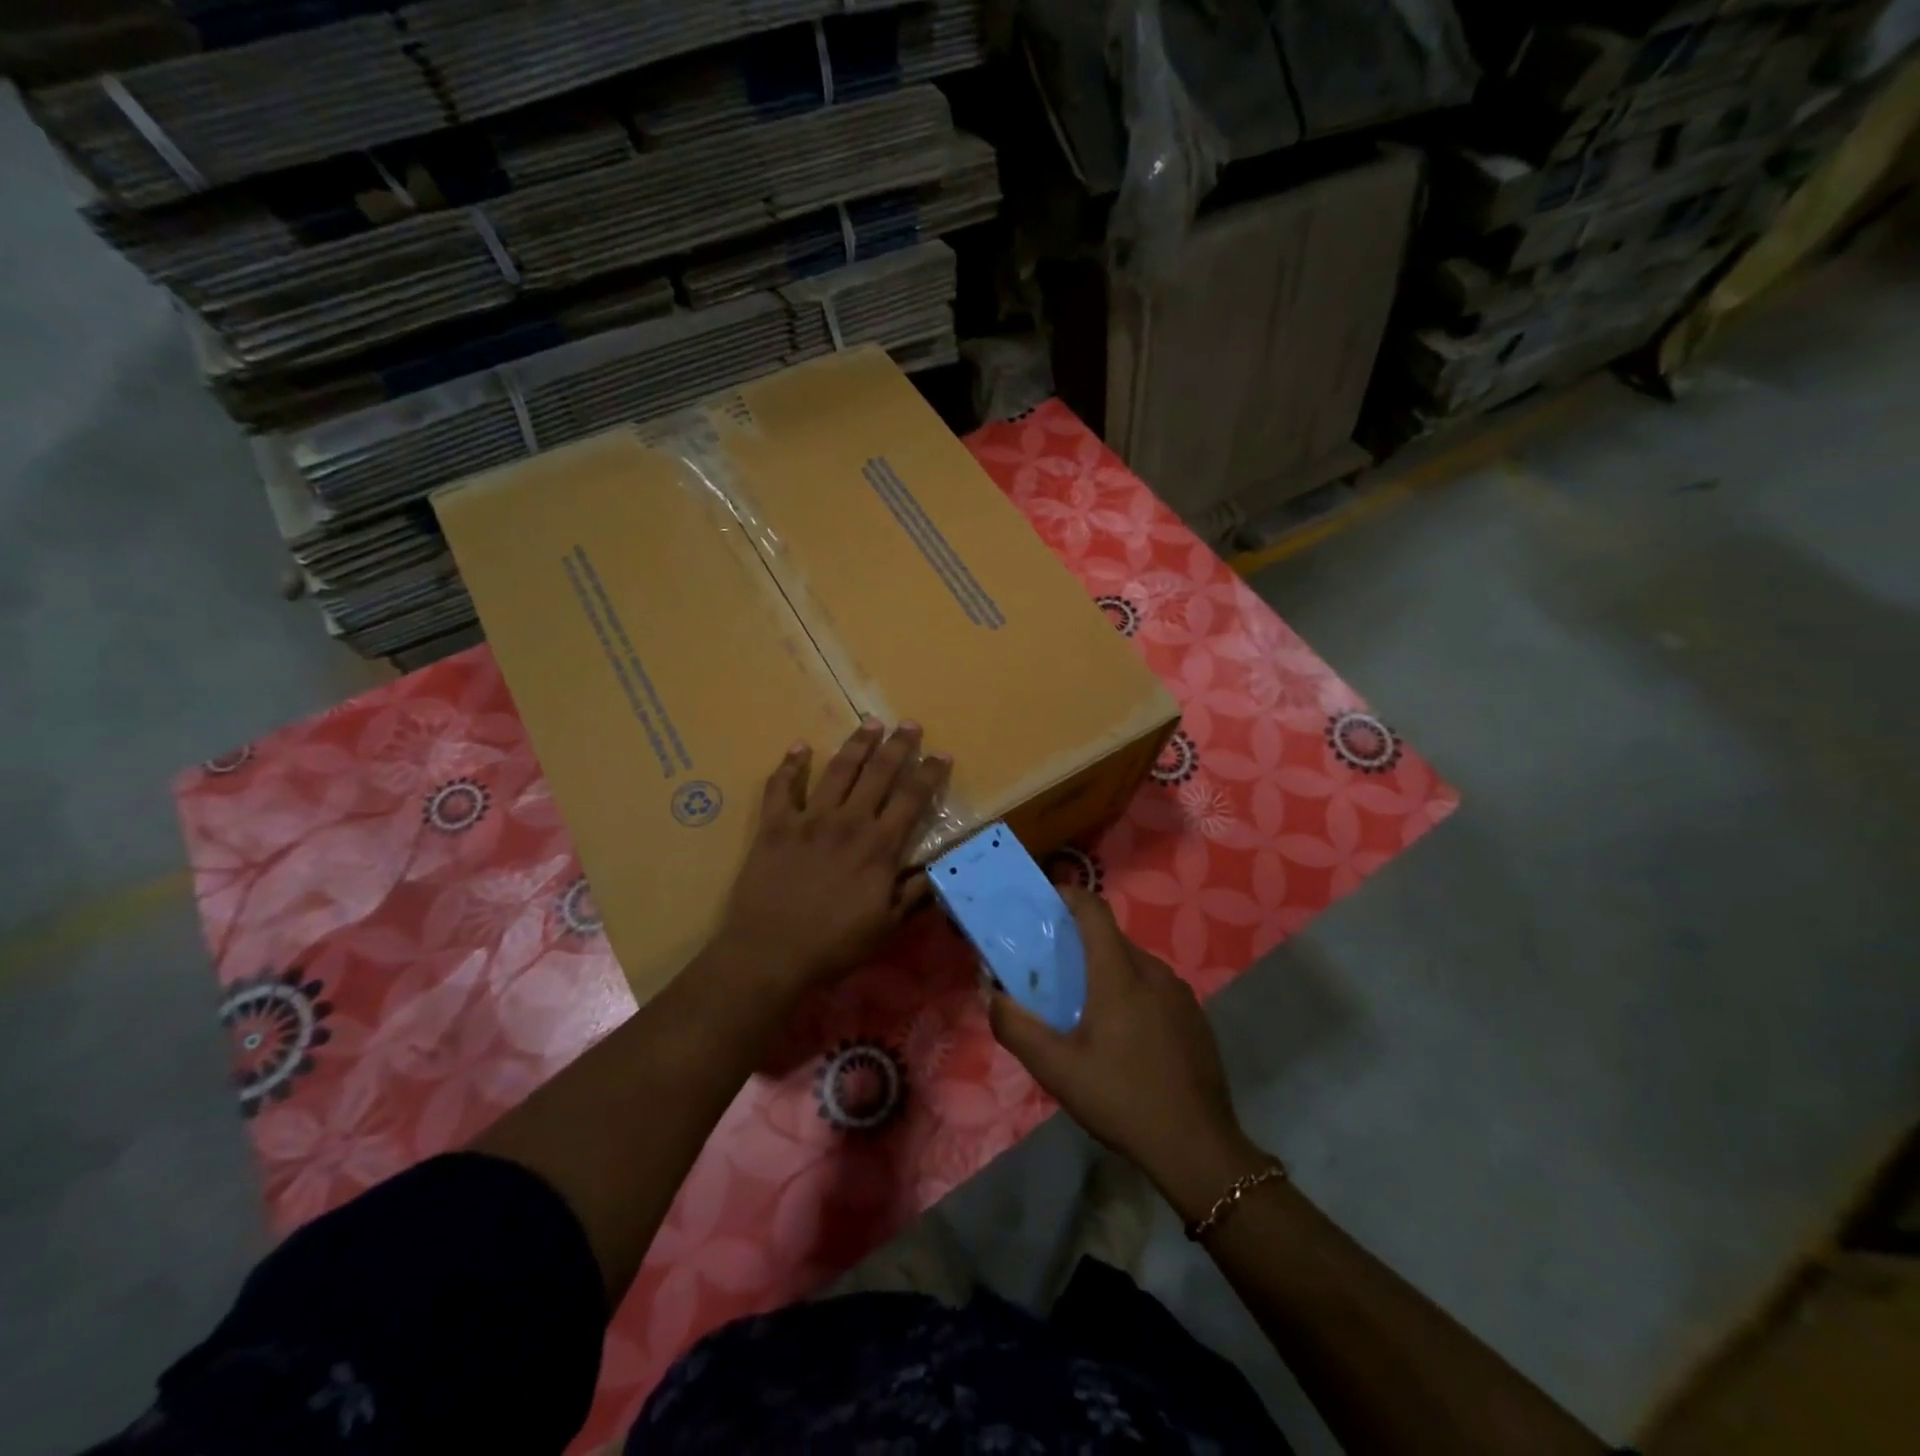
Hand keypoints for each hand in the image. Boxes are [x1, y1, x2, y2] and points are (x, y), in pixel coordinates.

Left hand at [715, 718, 949, 996]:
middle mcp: (848, 822)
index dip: (929, 773)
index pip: (911, 799)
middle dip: (898, 745)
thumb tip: (935, 868)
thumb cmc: (834, 945)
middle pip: (878, 773)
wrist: (770, 953)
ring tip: (870, 724)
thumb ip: (912, 894)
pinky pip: (781, 787)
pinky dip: (790, 765)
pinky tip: (799, 747)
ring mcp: (809, 819)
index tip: (941, 754)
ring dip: (856, 744)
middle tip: (909, 724)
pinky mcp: (775, 825)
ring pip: (838, 770)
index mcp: (879, 847)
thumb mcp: (886, 926)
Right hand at [988, 888, 1264, 1215]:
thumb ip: (1016, 1027)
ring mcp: (1180, 994)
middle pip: (1111, 938)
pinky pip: (1155, 988)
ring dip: (1106, 971)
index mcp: (1119, 974)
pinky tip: (1123, 1035)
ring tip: (1084, 1006)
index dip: (1068, 896)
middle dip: (1080, 943)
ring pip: (1134, 964)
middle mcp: (1153, 972)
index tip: (1045, 903)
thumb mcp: (1056, 1069)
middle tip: (1052, 969)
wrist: (1197, 1147)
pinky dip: (1132, 993)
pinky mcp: (1194, 1017)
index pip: (1094, 911)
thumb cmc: (1121, 1099)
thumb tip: (993, 994)